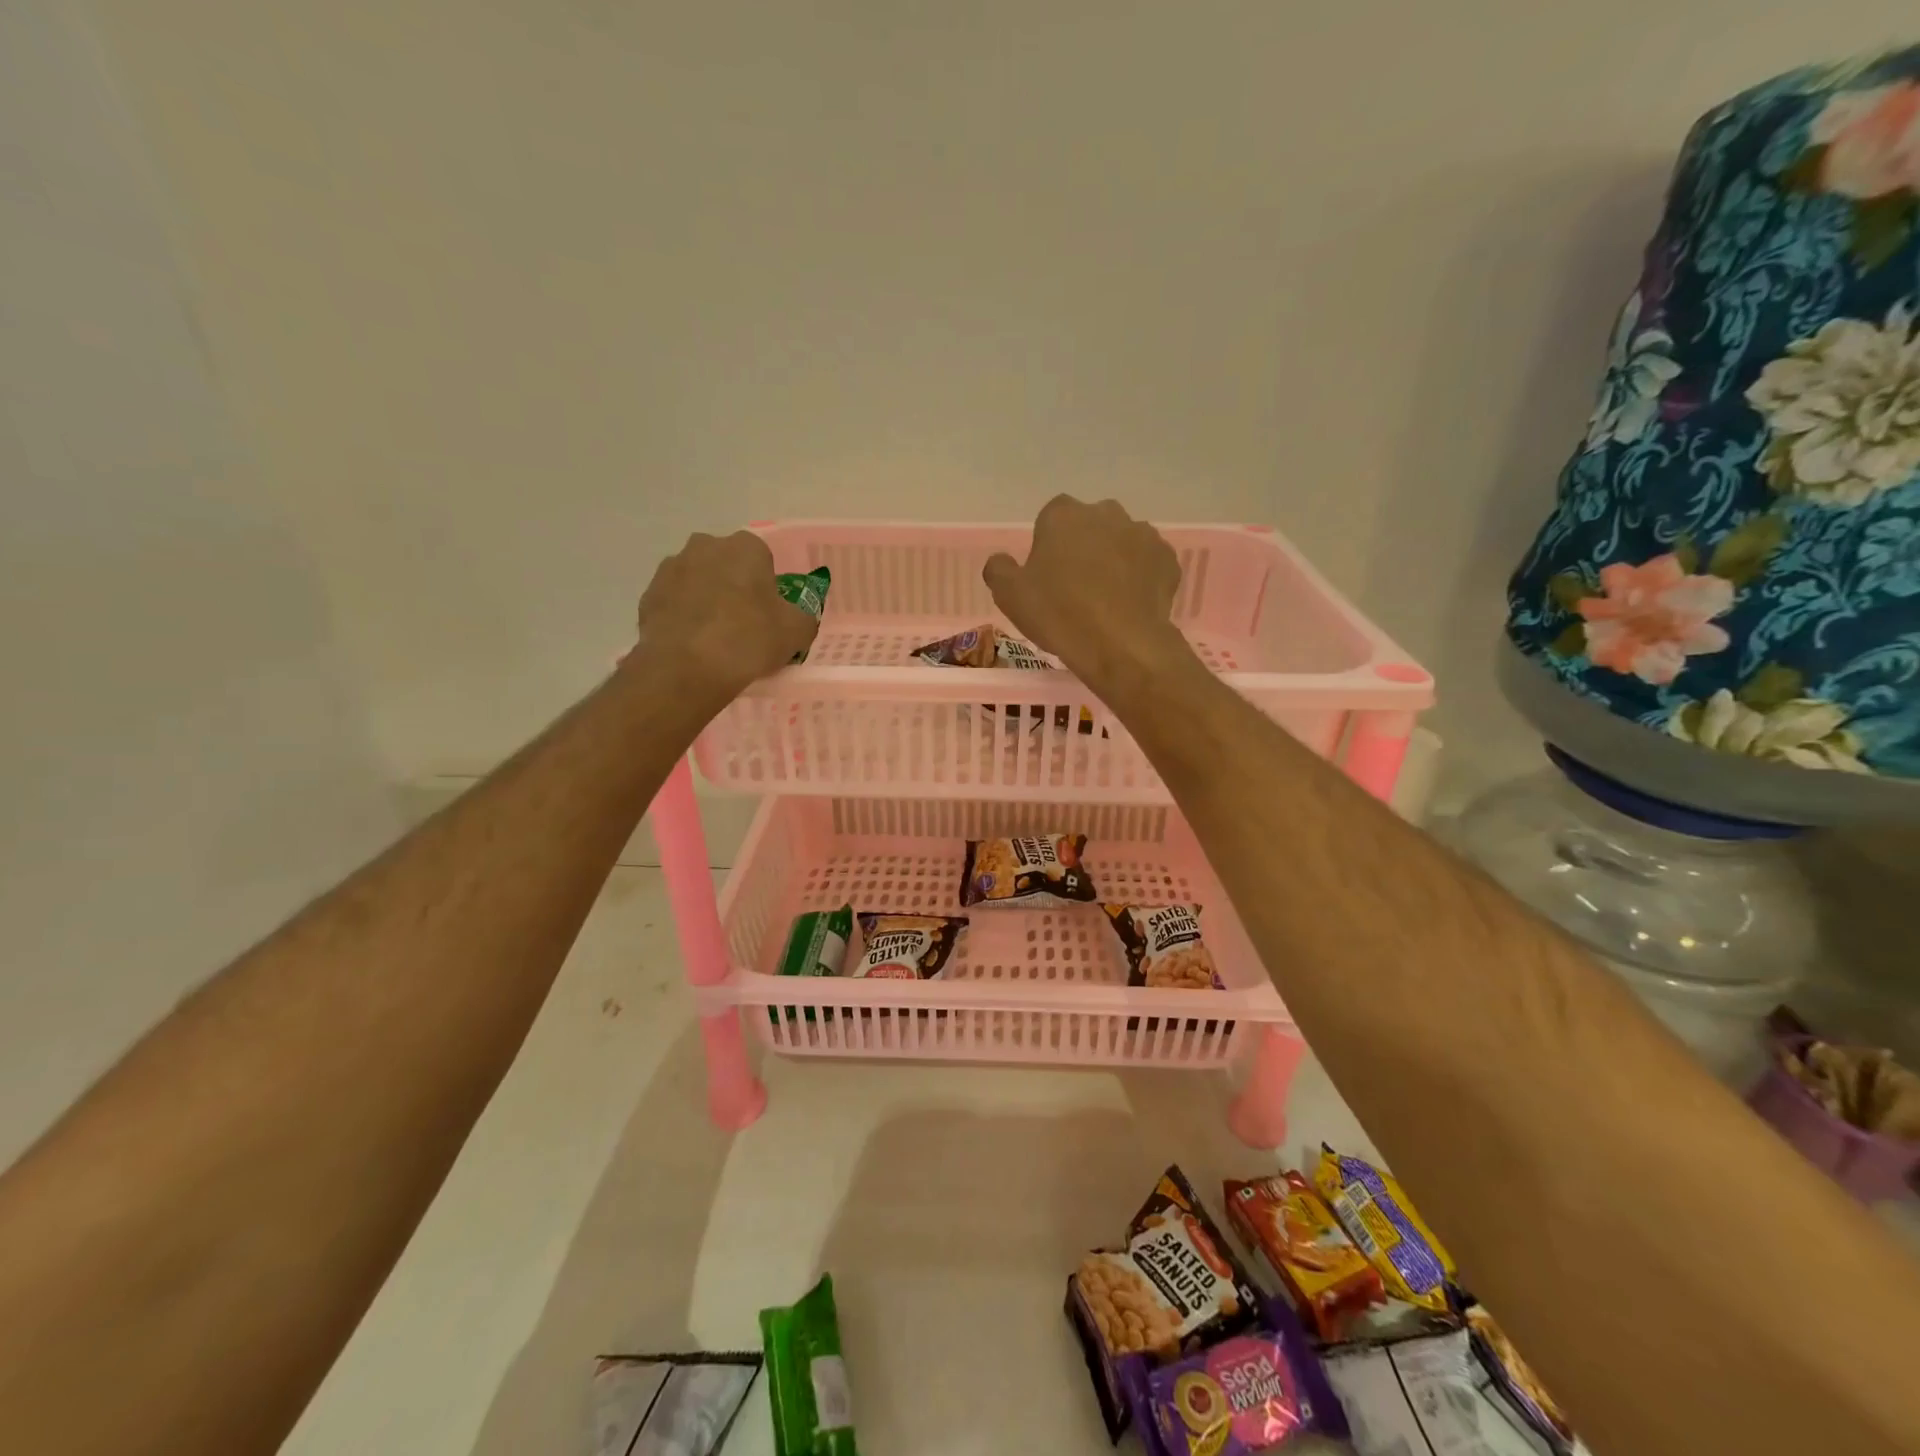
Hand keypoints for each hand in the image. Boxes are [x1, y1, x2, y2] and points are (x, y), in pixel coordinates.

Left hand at [634, 530, 818, 700]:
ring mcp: (671, 569)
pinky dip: (684, 618)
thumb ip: (802, 618)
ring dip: (706, 600)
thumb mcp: (797, 632)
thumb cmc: (749, 640)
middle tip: (744, 623)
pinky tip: (693, 645)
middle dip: (734, 586)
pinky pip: (675, 603)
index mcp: (745, 547)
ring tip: (715, 638)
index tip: (769, 613)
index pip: (762, 559)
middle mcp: (705, 546)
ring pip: (697, 582)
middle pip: (726, 565)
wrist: (687, 668)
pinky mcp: (648, 595)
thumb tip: (796, 619)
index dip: (767, 586)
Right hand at [984, 496, 1191, 693]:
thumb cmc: (1059, 614)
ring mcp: (1143, 534)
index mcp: (1064, 515)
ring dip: (1114, 561)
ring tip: (1105, 601)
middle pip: (1090, 526)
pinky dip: (1140, 579)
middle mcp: (1106, 513)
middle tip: (1075, 587)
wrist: (1120, 644)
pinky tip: (1130, 606)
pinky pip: (1148, 565)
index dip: (1048, 545)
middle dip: (1084, 547)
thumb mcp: (1009, 596)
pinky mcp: (1168, 560)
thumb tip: (1001, 560)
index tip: (1046, 575)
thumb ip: (999, 570)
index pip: (1051, 518)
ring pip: (1122, 543)